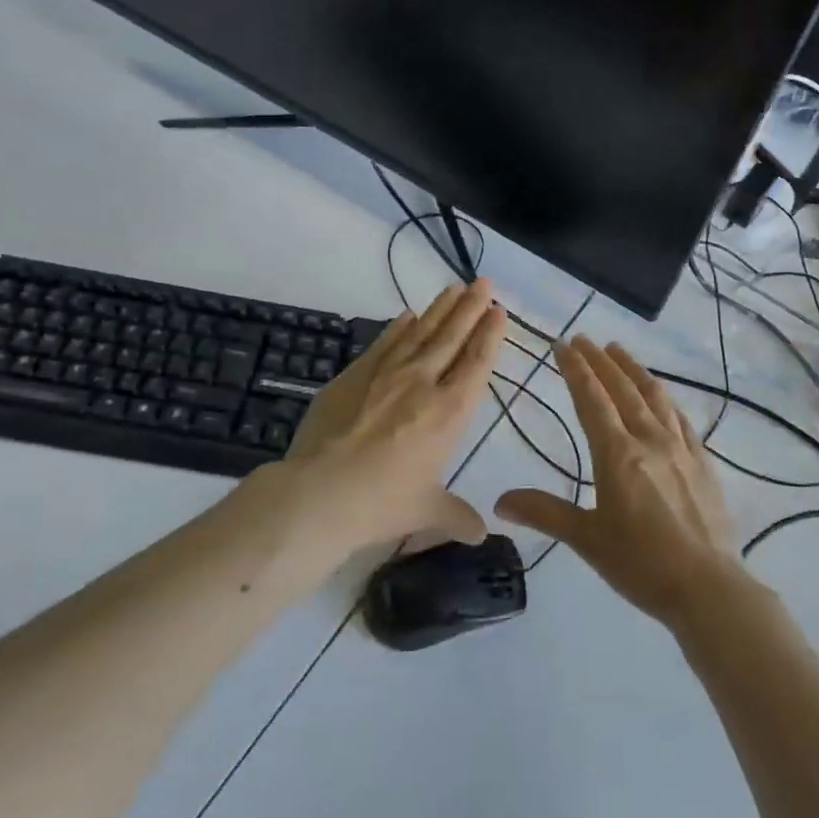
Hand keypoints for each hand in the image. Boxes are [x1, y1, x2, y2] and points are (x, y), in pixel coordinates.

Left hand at [271, 281, 505, 559]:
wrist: (320, 492)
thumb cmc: (383, 503)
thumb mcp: (427, 511)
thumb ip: (457, 516)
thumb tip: (481, 534)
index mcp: (449, 412)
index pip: (477, 363)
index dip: (490, 335)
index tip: (498, 311)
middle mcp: (423, 383)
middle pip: (452, 337)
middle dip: (470, 308)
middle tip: (483, 283)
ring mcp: (386, 374)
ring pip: (420, 332)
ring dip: (439, 309)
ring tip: (453, 288)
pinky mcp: (354, 374)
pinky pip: (384, 343)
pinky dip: (398, 327)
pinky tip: (406, 315)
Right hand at [496, 336, 742, 626]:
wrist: (708, 588)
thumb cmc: (640, 564)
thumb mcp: (586, 539)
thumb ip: (544, 512)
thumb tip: (499, 502)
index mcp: (617, 454)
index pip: (591, 399)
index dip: (575, 369)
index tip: (562, 344)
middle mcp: (648, 439)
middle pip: (621, 388)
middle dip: (599, 360)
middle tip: (583, 338)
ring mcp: (680, 447)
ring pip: (654, 395)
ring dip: (633, 369)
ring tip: (618, 350)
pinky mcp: (702, 461)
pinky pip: (680, 417)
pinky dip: (664, 398)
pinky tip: (661, 395)